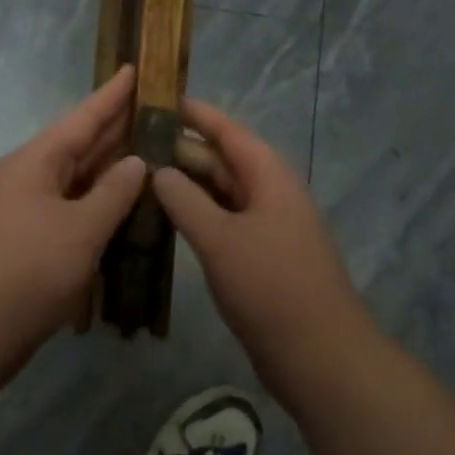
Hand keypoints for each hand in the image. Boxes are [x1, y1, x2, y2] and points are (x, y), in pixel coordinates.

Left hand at [0, 65, 146, 360]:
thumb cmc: (29, 269)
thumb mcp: (81, 228)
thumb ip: (114, 192)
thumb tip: (136, 162)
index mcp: (36, 161)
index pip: (83, 117)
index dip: (112, 94)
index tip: (135, 67)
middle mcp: (30, 175)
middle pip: (80, 143)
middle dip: (116, 126)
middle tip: (157, 108)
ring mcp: (28, 208)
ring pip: (77, 176)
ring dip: (110, 165)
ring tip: (150, 147)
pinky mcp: (31, 238)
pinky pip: (72, 206)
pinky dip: (99, 200)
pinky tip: (124, 201)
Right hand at [153, 99, 376, 403]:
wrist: (321, 356)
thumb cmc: (271, 287)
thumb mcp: (221, 239)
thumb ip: (186, 201)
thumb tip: (158, 170)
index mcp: (269, 177)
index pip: (228, 131)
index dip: (195, 114)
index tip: (158, 98)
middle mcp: (269, 194)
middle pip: (222, 161)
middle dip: (182, 151)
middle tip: (133, 143)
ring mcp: (266, 227)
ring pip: (221, 193)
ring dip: (186, 185)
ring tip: (140, 175)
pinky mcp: (260, 257)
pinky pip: (223, 222)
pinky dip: (196, 215)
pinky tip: (165, 218)